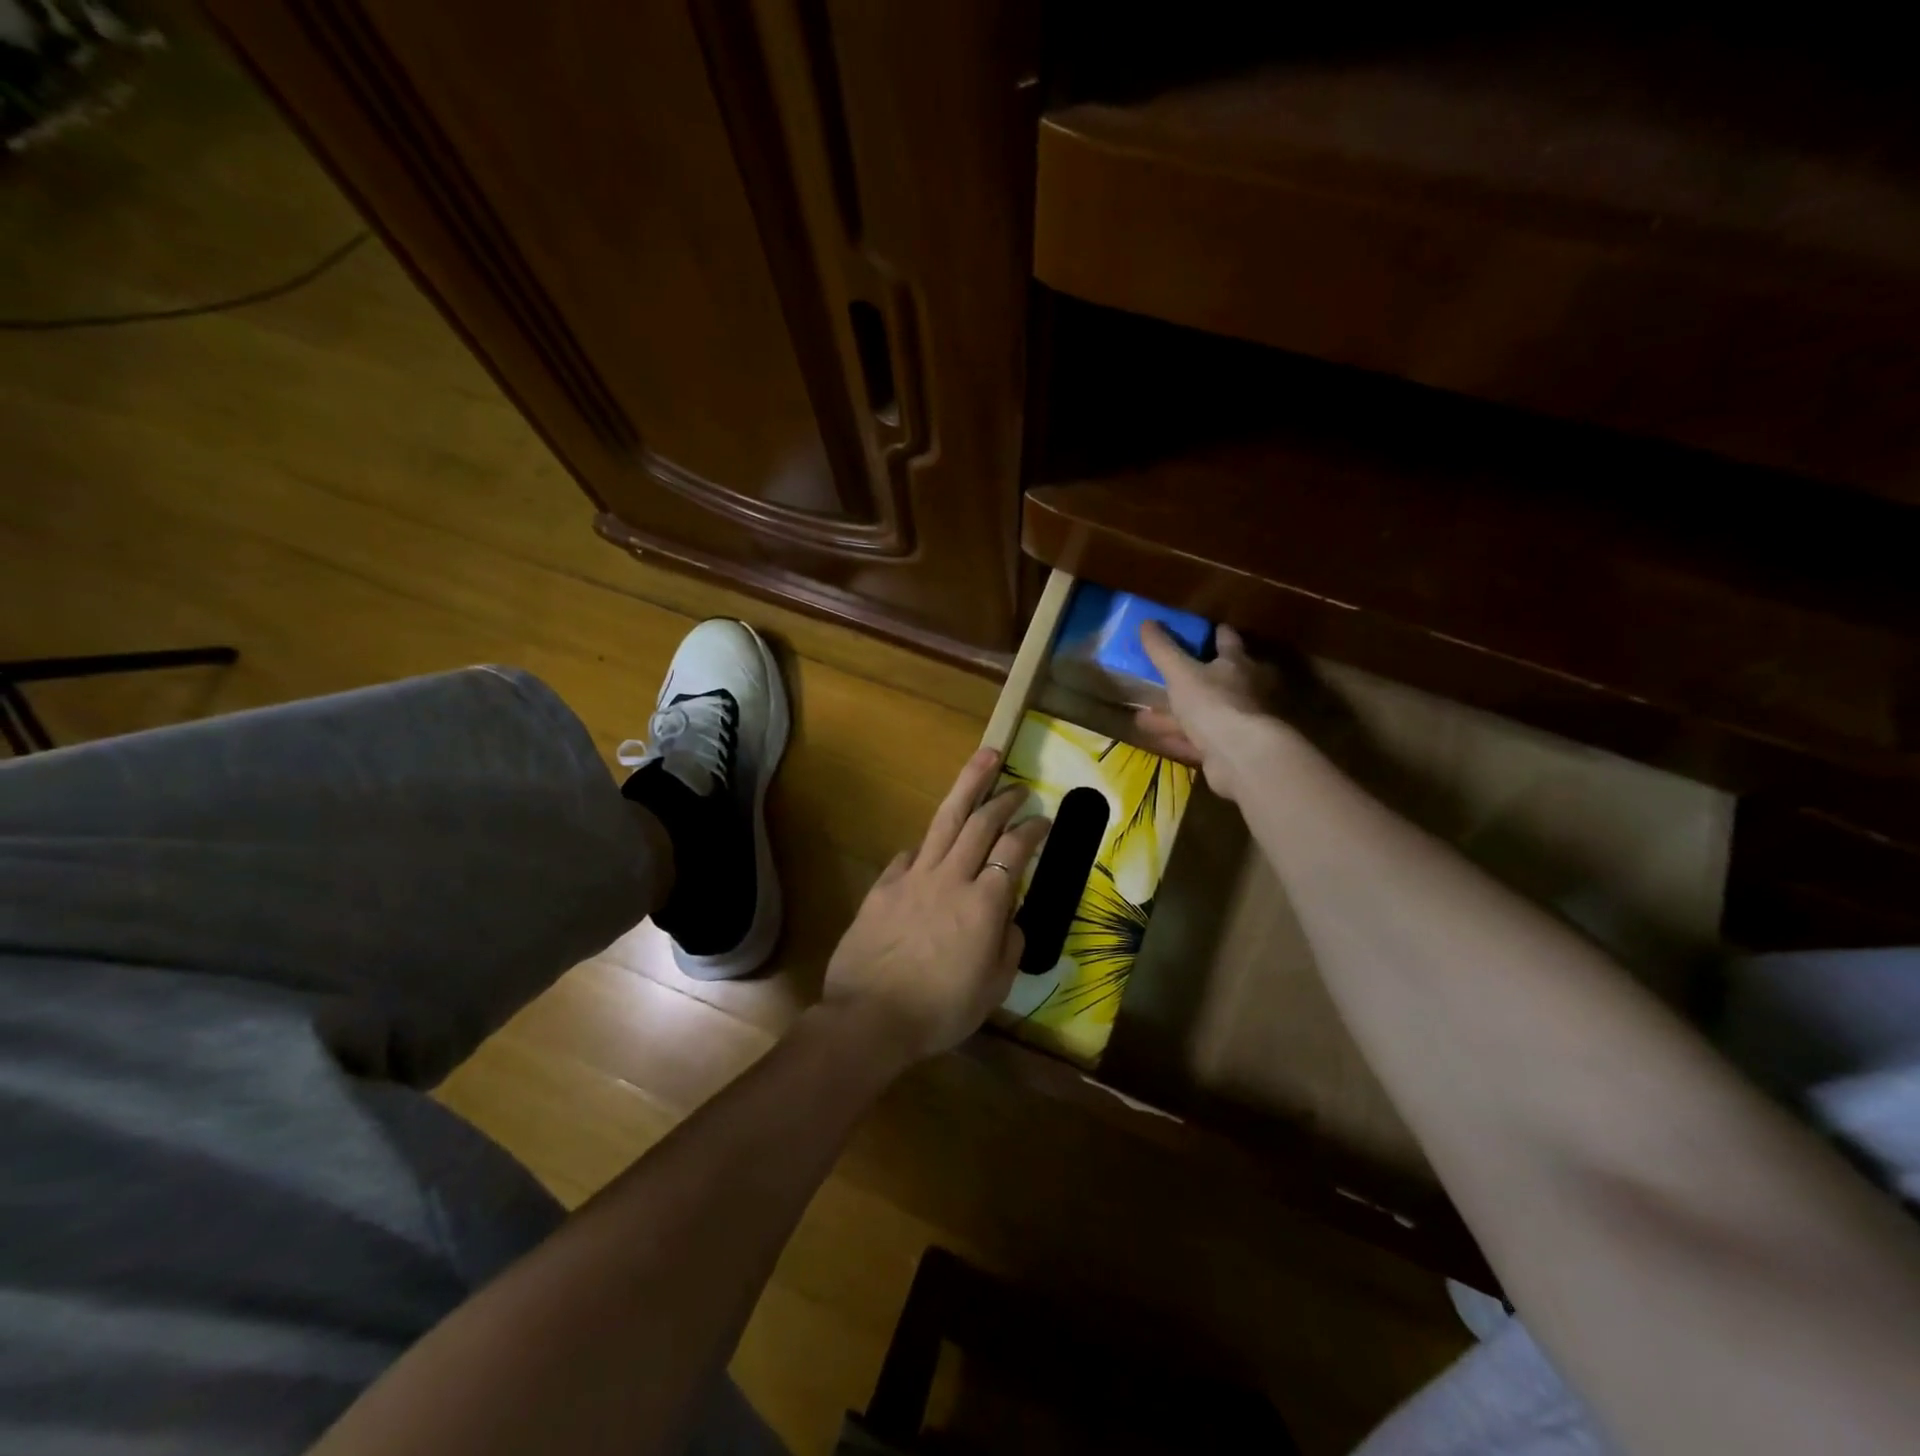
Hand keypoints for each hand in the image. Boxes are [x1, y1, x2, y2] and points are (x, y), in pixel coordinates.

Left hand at [821, 748, 1050, 1063]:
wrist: (869, 1017)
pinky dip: (926, 844)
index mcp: (983, 903)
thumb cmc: (939, 1010)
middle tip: (1018, 785)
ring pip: (945, 821)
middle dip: (1003, 798)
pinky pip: (910, 854)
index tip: (1044, 819)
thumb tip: (1010, 918)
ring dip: (968, 787)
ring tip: (983, 759)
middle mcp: (951, 878)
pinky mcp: (884, 886)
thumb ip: (1009, 946)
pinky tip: (930, 843)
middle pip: (980, 823)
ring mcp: (913, 877)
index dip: (1032, 830)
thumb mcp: (993, 988)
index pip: (1014, 852)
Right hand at [1134, 622, 1289, 802]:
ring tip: (1147, 714)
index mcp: (1238, 663)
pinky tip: (1159, 739)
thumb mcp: (1181, 672)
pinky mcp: (1232, 749)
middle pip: (1219, 677)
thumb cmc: (1214, 703)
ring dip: (1180, 712)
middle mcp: (1246, 689)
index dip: (1215, 633)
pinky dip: (1181, 738)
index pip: (1227, 640)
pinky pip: (1200, 739)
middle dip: (1195, 677)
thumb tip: (1146, 621)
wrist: (1243, 756)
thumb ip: (1163, 649)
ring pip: (1206, 711)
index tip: (1201, 631)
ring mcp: (1240, 721)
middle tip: (1169, 675)